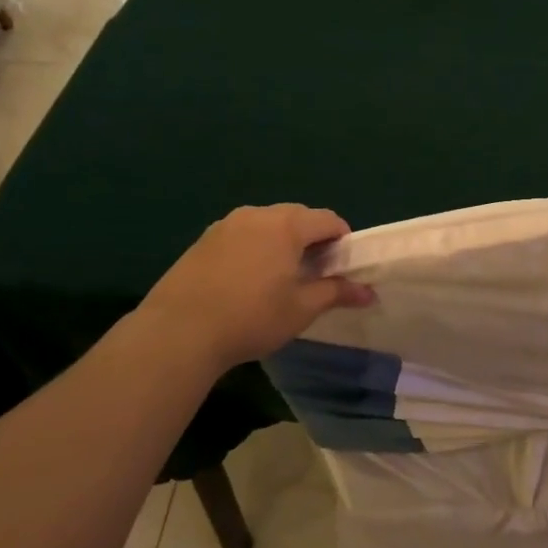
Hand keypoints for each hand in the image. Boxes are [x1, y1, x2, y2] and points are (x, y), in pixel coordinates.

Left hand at [133, 204, 373, 371]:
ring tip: (279, 277)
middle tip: (314, 273)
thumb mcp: (302, 309)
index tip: (342, 267)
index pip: (328, 219)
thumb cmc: (251, 317)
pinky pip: (242, 235)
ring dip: (282, 242)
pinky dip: (255, 248)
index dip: (342, 240)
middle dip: (312, 239)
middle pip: (298, 216)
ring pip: (267, 224)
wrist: (178, 332)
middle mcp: (257, 215)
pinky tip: (246, 281)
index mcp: (287, 225)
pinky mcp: (203, 240)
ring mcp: (226, 225)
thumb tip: (369, 292)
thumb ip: (336, 293)